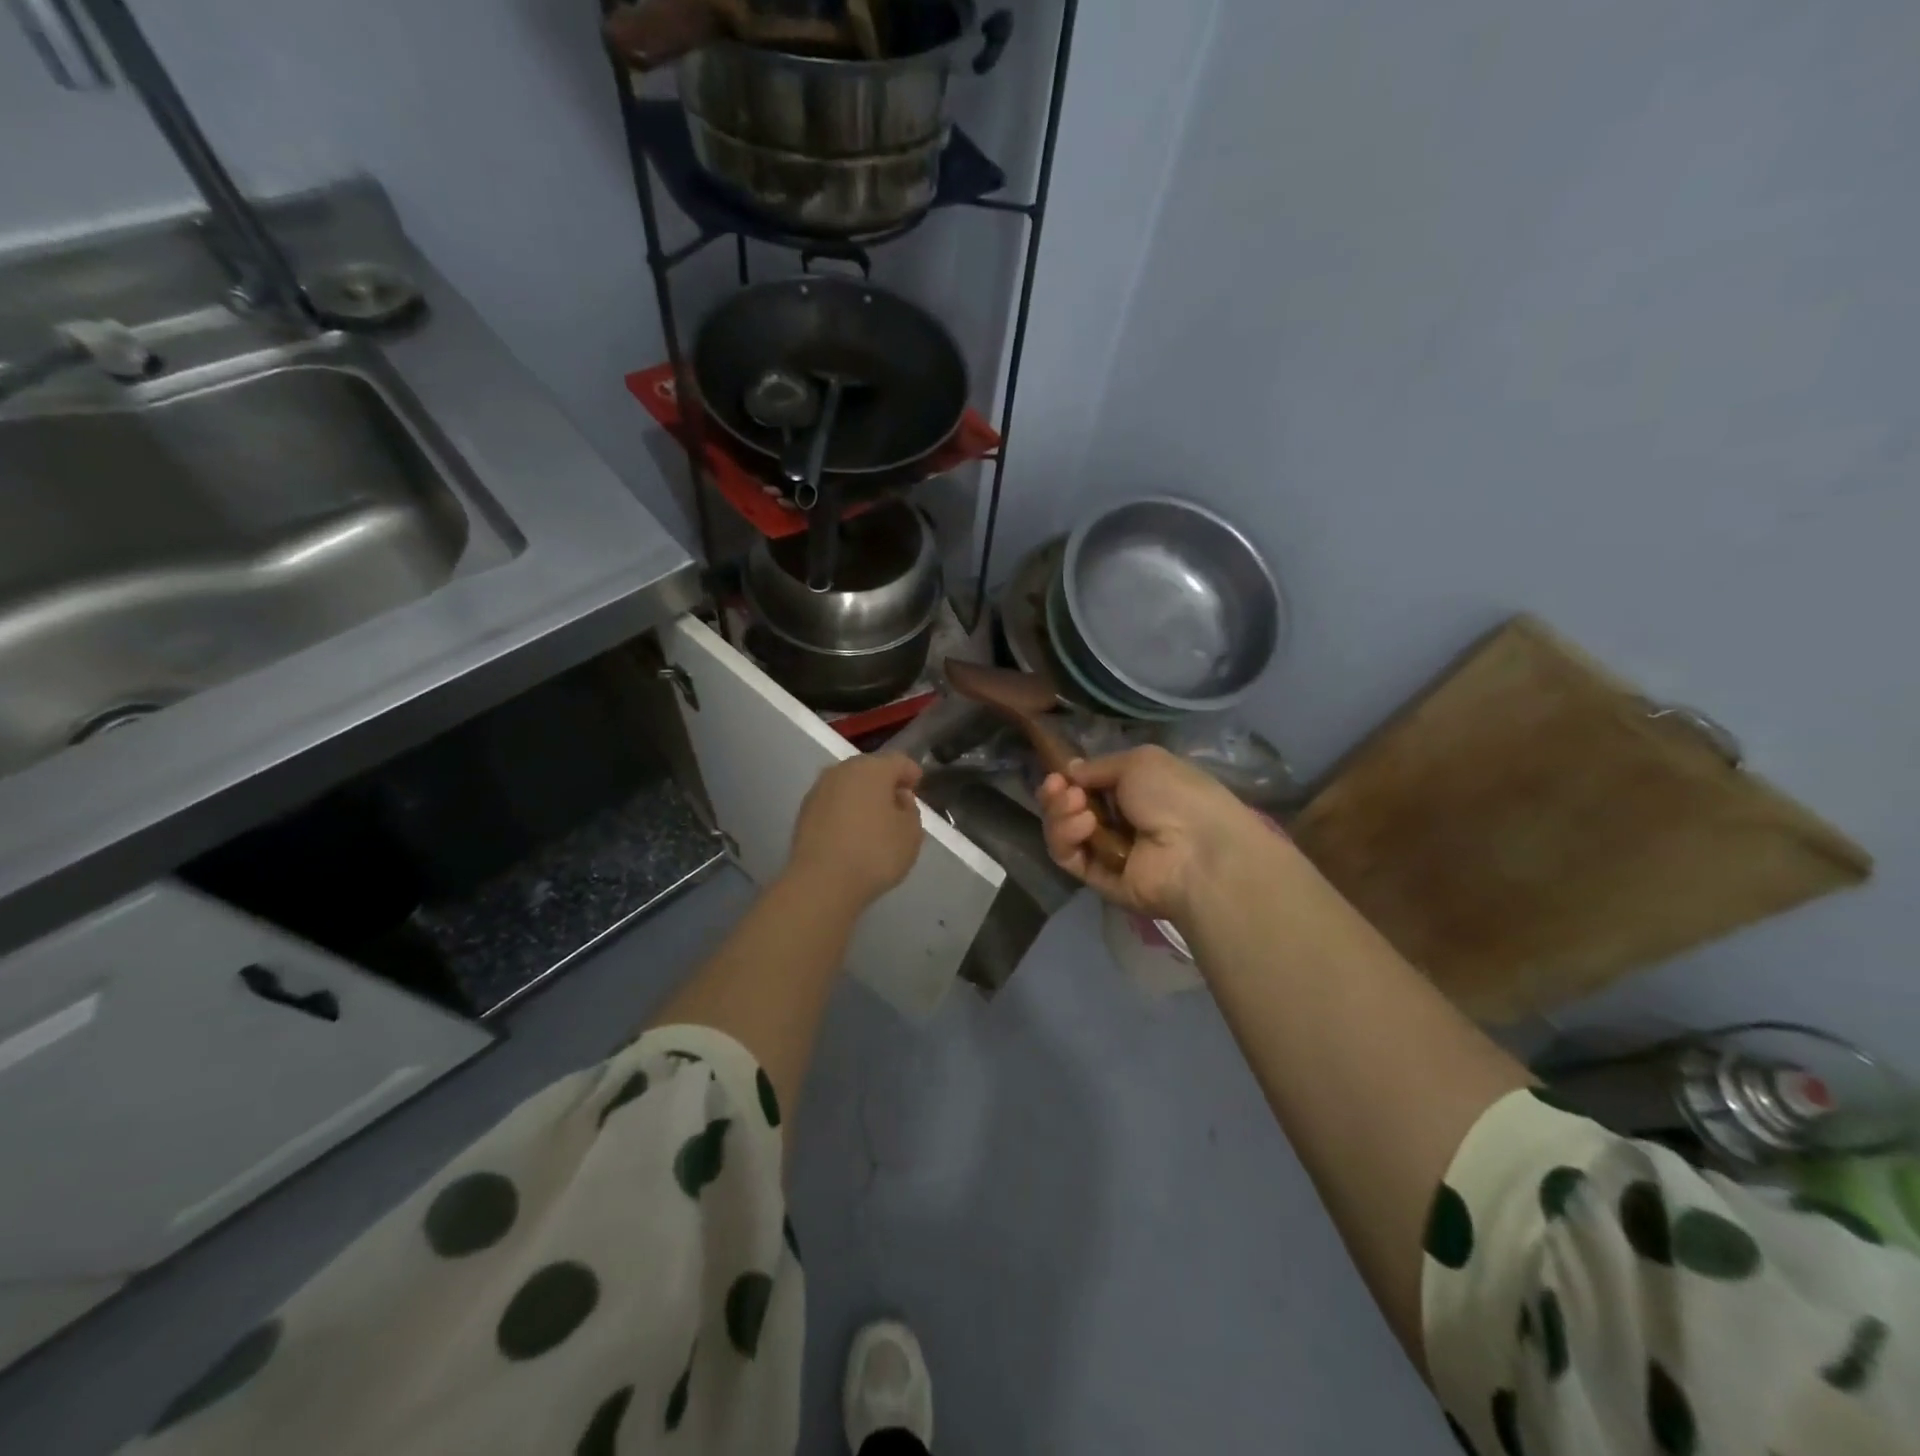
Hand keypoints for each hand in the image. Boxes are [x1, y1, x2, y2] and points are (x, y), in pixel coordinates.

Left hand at [786, 753, 924, 910]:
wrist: (821, 882)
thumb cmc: (875, 853)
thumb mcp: (911, 834)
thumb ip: (910, 810)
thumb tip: (898, 798)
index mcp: (872, 768)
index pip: (898, 761)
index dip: (911, 773)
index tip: (918, 787)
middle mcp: (842, 770)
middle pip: (870, 769)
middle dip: (885, 783)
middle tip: (897, 804)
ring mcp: (819, 790)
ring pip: (848, 786)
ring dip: (862, 796)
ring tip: (874, 820)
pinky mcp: (804, 812)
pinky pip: (833, 804)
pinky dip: (845, 811)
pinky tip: (852, 832)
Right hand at [1039, 746, 1256, 923]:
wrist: (1198, 850)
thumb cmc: (1176, 796)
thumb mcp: (1140, 760)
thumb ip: (1100, 765)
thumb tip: (1071, 771)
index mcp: (1138, 791)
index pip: (1090, 785)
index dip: (1070, 777)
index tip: (1058, 772)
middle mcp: (1122, 821)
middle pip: (1070, 808)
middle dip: (1058, 794)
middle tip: (1059, 787)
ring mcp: (1110, 852)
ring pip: (1065, 832)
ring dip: (1060, 814)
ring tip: (1075, 805)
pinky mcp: (1100, 880)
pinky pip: (1069, 858)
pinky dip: (1067, 838)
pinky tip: (1082, 823)